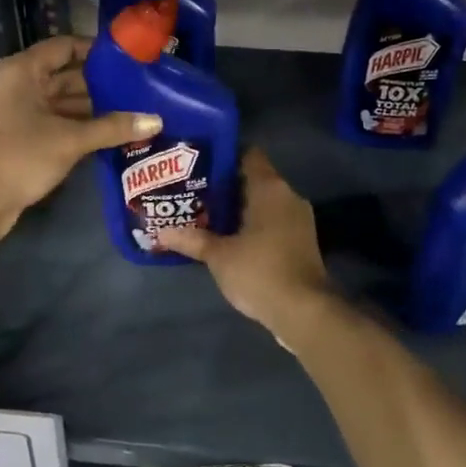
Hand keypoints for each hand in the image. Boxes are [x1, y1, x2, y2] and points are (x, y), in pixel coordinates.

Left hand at [0, 35, 159, 244]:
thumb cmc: (20, 155)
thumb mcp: (71, 139)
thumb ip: (113, 127)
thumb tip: (155, 120)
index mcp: (22, 71)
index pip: (63, 47)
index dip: (95, 50)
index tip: (127, 57)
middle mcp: (15, 85)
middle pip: (63, 75)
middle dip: (98, 84)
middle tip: (137, 88)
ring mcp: (13, 113)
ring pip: (59, 102)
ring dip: (90, 108)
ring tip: (130, 111)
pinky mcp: (16, 139)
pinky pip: (52, 123)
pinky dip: (76, 127)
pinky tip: (107, 135)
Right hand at [159, 149, 333, 335]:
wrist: (305, 312)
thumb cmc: (260, 271)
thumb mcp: (219, 256)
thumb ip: (191, 239)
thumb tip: (160, 232)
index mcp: (270, 188)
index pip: (248, 154)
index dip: (223, 156)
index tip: (199, 164)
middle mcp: (288, 195)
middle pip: (254, 179)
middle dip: (225, 186)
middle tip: (194, 191)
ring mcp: (298, 219)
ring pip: (263, 202)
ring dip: (239, 208)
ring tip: (206, 214)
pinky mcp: (301, 240)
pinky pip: (272, 220)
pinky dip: (253, 224)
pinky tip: (230, 238)